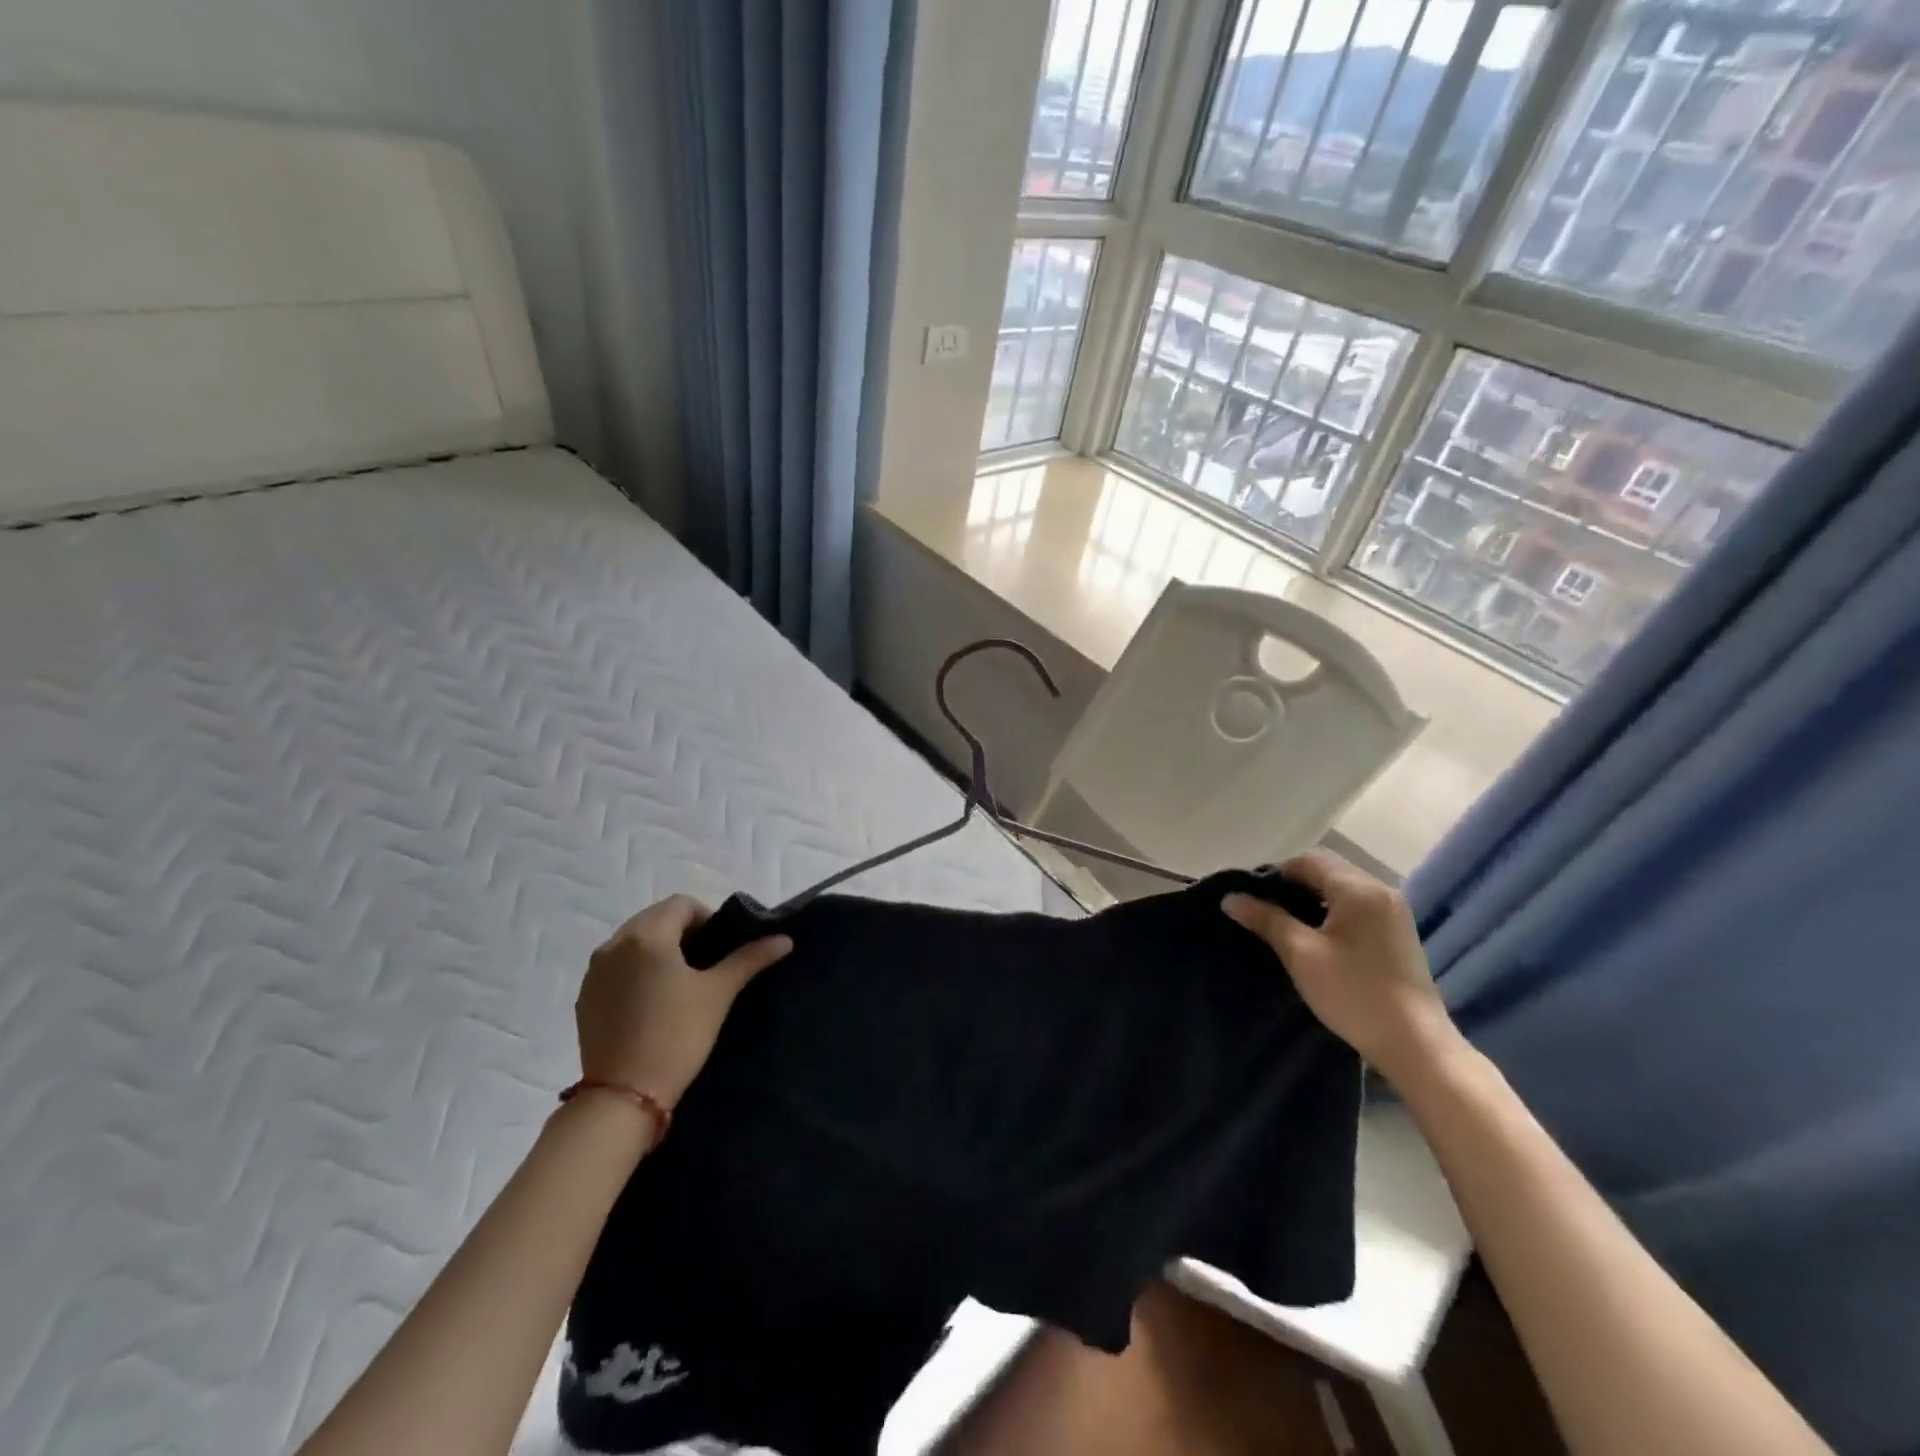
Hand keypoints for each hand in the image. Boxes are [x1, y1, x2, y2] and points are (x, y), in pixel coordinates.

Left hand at [576, 895, 791, 1106]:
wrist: (624, 1095)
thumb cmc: (677, 1035)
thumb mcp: (718, 993)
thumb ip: (750, 958)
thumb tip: (784, 939)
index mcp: (647, 935)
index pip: (682, 904)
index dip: (707, 918)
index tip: (720, 948)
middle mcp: (614, 944)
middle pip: (655, 918)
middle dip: (682, 931)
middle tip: (705, 964)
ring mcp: (595, 971)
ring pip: (633, 941)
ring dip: (658, 949)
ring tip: (679, 982)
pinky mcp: (585, 997)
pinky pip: (615, 966)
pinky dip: (636, 970)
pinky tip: (652, 1001)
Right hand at [1222, 850, 1462, 1086]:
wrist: (1415, 1045)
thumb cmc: (1354, 994)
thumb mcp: (1301, 954)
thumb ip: (1266, 919)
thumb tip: (1230, 898)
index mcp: (1359, 889)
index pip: (1307, 861)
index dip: (1275, 875)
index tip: (1254, 902)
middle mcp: (1380, 891)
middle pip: (1326, 870)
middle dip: (1293, 886)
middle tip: (1267, 914)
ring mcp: (1393, 912)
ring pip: (1341, 888)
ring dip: (1311, 899)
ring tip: (1288, 927)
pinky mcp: (1397, 932)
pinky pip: (1356, 906)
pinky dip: (1332, 912)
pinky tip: (1318, 938)